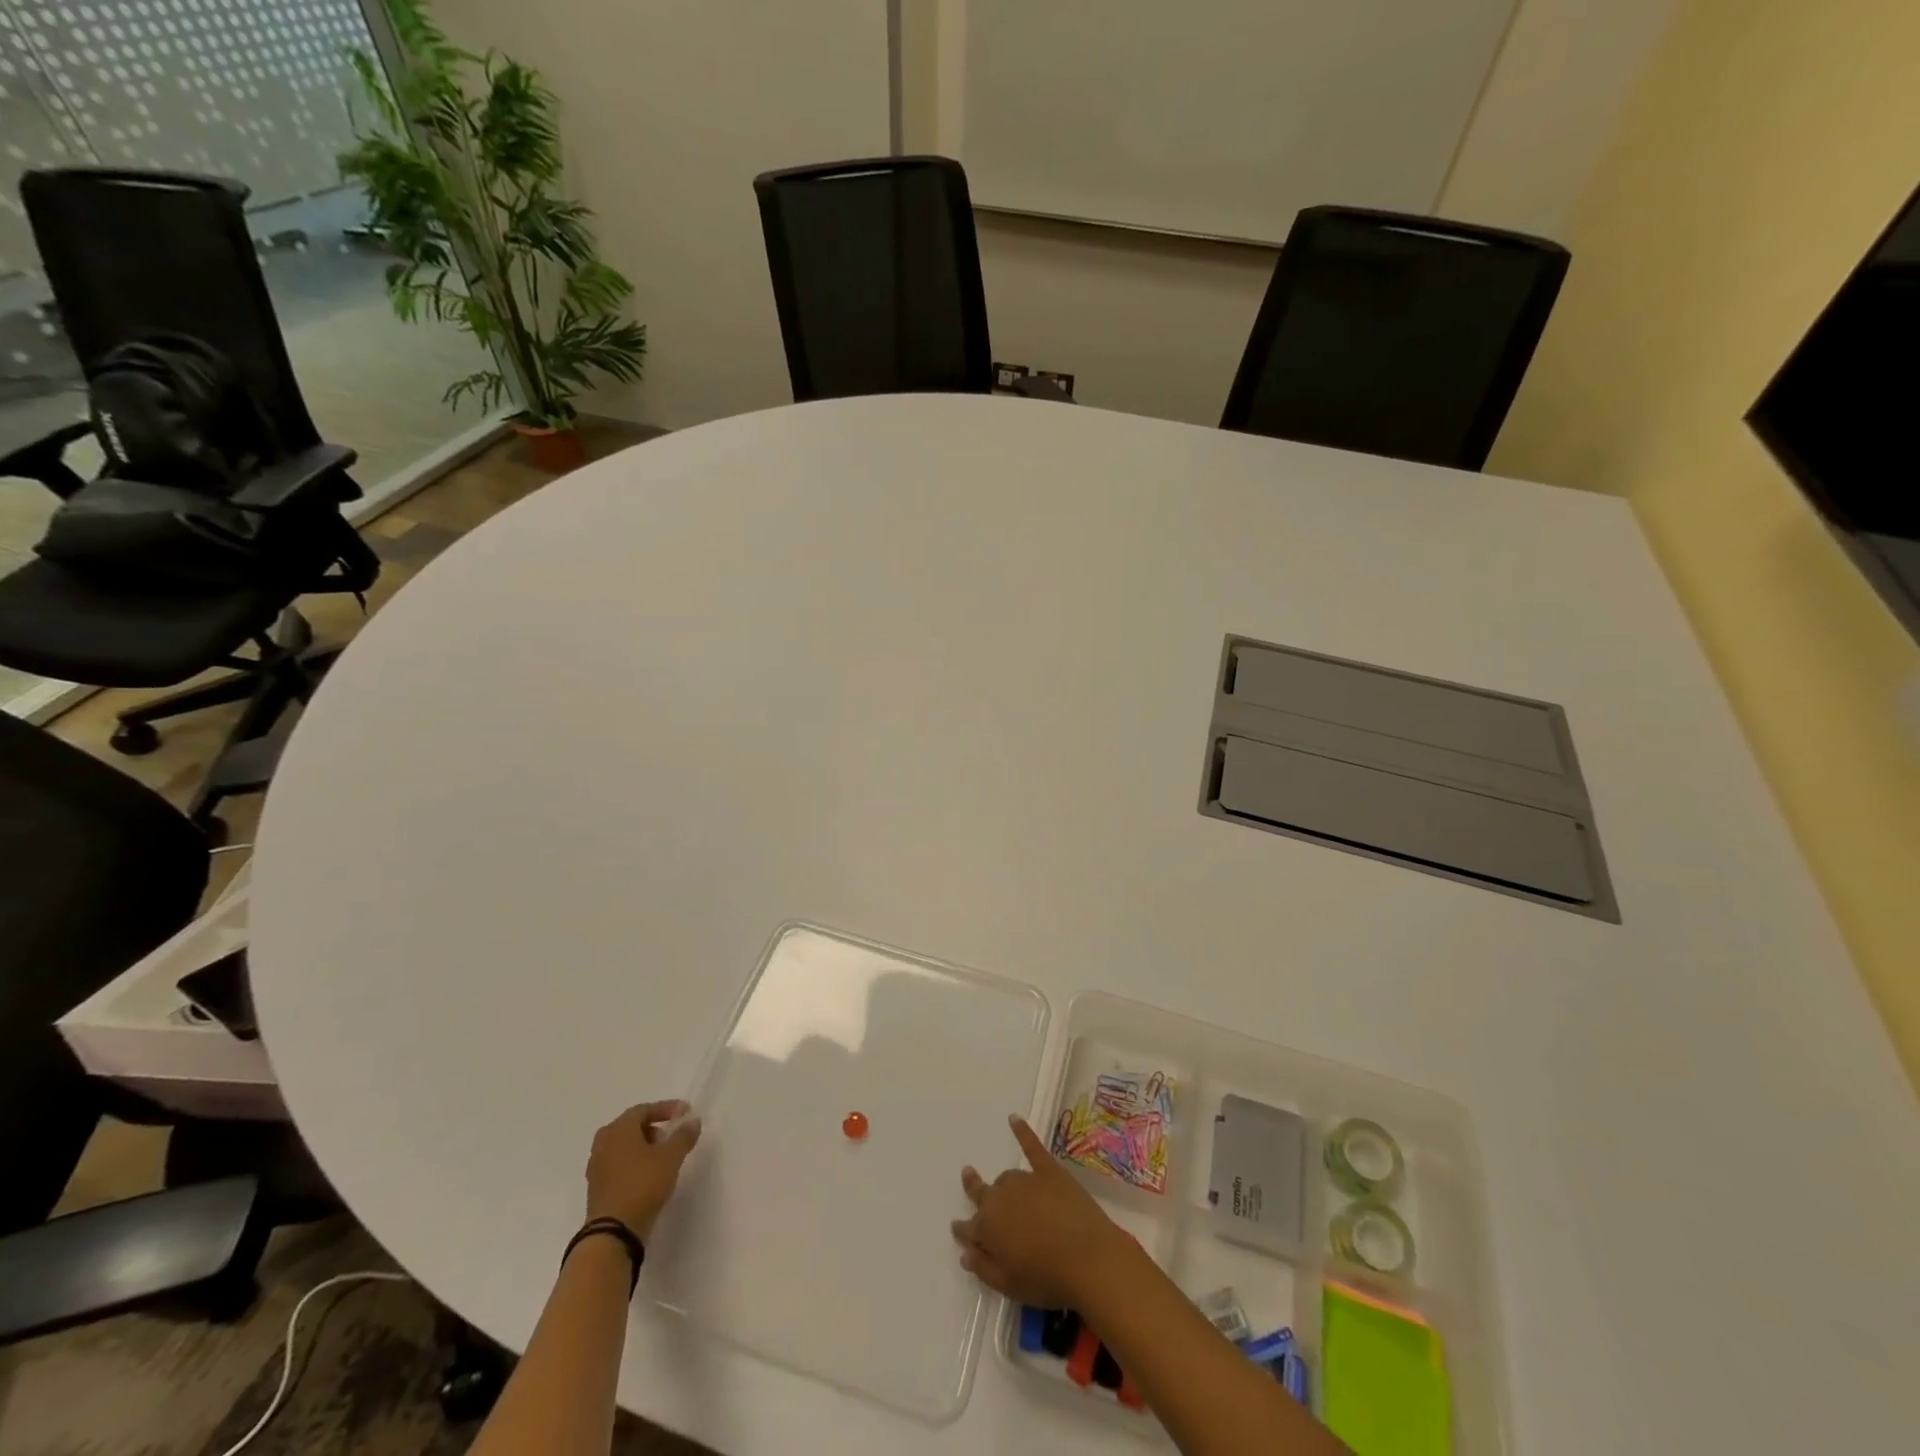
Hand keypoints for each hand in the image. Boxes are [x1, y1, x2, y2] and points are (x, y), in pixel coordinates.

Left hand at [585, 1100, 701, 1239]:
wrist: (612, 1233)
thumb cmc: (642, 1185)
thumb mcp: (671, 1157)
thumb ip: (683, 1135)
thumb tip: (692, 1120)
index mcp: (618, 1129)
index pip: (643, 1109)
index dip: (666, 1108)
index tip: (685, 1113)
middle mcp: (603, 1143)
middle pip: (631, 1126)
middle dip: (653, 1127)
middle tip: (671, 1134)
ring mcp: (596, 1166)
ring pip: (623, 1146)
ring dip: (643, 1146)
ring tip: (662, 1156)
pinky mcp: (596, 1188)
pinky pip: (618, 1164)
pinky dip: (633, 1162)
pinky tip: (648, 1175)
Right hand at [951, 1114, 1135, 1308]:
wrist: (1087, 1258)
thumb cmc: (1046, 1278)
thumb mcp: (1008, 1285)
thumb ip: (983, 1268)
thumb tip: (965, 1253)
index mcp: (988, 1227)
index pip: (969, 1228)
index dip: (963, 1229)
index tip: (957, 1227)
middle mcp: (1001, 1197)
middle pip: (984, 1194)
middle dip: (974, 1189)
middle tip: (968, 1178)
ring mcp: (1026, 1180)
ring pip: (1007, 1178)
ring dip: (1004, 1185)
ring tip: (1007, 1190)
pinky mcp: (1049, 1170)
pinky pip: (1032, 1146)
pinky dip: (1022, 1131)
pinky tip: (1014, 1118)